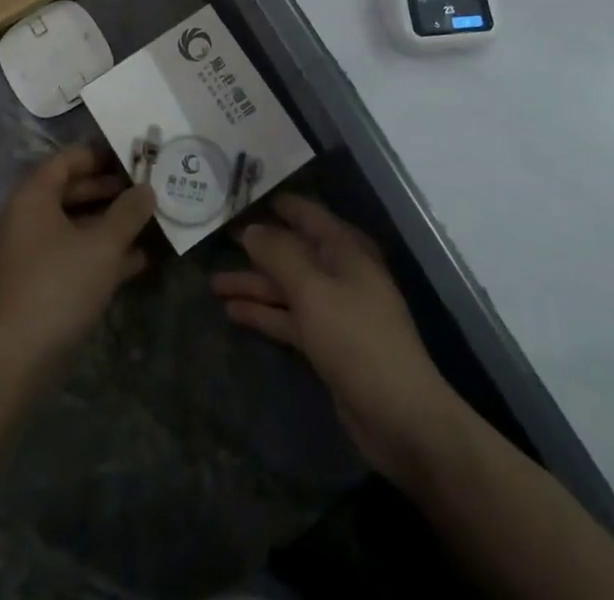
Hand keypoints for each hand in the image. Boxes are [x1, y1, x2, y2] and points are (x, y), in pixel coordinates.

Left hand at [0, 146, 156, 374]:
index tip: (129, 160)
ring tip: (145, 228)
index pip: (65, 161)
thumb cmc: (59, 284)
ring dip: (106, 226)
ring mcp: (26, 254)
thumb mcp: (103, 245)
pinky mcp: (32, 286)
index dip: (98, 156)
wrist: (14, 359)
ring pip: (71, 228)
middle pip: (68, 193)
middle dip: (106, 192)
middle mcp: (23, 218)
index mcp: (32, 197)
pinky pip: (68, 256)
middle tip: (141, 193)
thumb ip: (128, 213)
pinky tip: (132, 264)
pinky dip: (96, 255)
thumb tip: (146, 189)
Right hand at [212, 194, 457, 489]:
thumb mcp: (313, 290)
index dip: (270, 203)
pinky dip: (263, 314)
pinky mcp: (326, 341)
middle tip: (214, 238)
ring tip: (213, 283)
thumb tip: (250, 229)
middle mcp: (338, 270)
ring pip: (285, 286)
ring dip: (252, 284)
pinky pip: (288, 317)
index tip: (235, 195)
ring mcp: (332, 307)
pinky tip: (232, 312)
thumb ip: (278, 255)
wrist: (401, 417)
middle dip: (254, 246)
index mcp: (344, 248)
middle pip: (290, 249)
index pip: (302, 212)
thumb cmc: (357, 338)